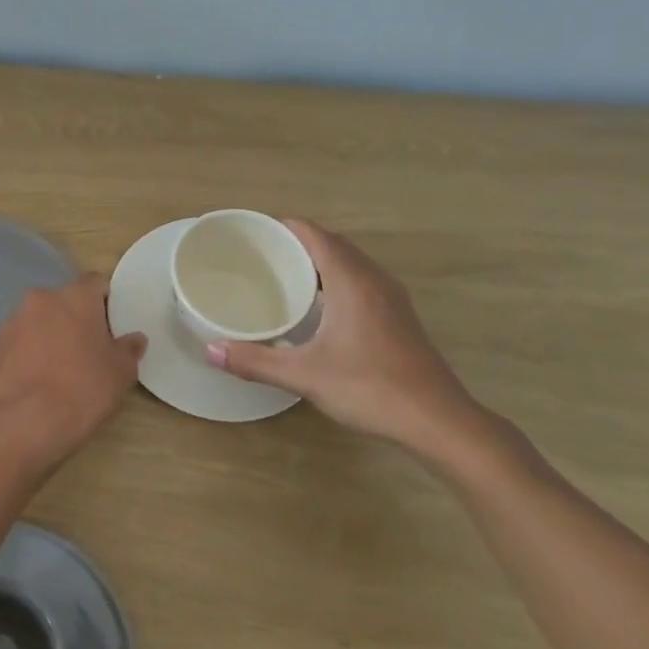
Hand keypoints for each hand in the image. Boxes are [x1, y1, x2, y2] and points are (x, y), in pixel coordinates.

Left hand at [0, 274, 146, 475]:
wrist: (26, 422)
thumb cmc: (83, 389)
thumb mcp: (121, 372)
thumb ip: (129, 349)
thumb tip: (134, 339)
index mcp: (76, 297)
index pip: (96, 282)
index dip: (106, 300)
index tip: (112, 325)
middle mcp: (42, 299)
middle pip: (65, 301)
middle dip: (77, 319)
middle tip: (89, 349)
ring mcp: (14, 321)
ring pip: (40, 320)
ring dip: (51, 334)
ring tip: (61, 367)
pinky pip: (21, 341)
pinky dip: (30, 352)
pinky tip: (39, 379)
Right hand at [207, 221, 496, 467]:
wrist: (438, 421)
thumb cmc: (370, 388)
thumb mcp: (305, 375)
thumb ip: (256, 361)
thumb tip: (210, 351)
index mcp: (352, 281)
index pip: (315, 235)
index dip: (285, 228)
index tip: (254, 233)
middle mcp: (374, 280)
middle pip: (333, 245)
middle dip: (298, 244)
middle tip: (260, 256)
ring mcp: (392, 299)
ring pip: (350, 264)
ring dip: (319, 262)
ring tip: (283, 277)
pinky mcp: (399, 317)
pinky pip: (361, 282)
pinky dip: (335, 281)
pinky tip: (318, 308)